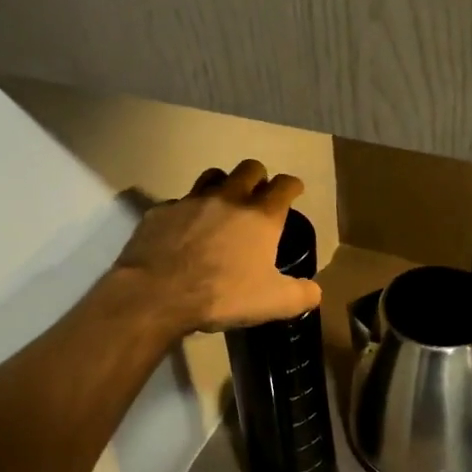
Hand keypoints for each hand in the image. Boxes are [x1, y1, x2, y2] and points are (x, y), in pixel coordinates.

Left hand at [115, 160, 322, 334]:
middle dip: (258, 177)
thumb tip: (314, 291)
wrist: (156, 294)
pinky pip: (179, 202)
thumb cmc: (222, 295)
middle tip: (258, 195)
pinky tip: (185, 230)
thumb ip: (301, 295)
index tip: (294, 190)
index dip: (292, 186)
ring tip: (222, 203)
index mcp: (260, 216)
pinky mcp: (161, 211)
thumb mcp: (273, 303)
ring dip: (223, 184)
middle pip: (249, 168)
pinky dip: (187, 211)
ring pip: (212, 176)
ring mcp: (191, 201)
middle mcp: (228, 198)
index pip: (284, 185)